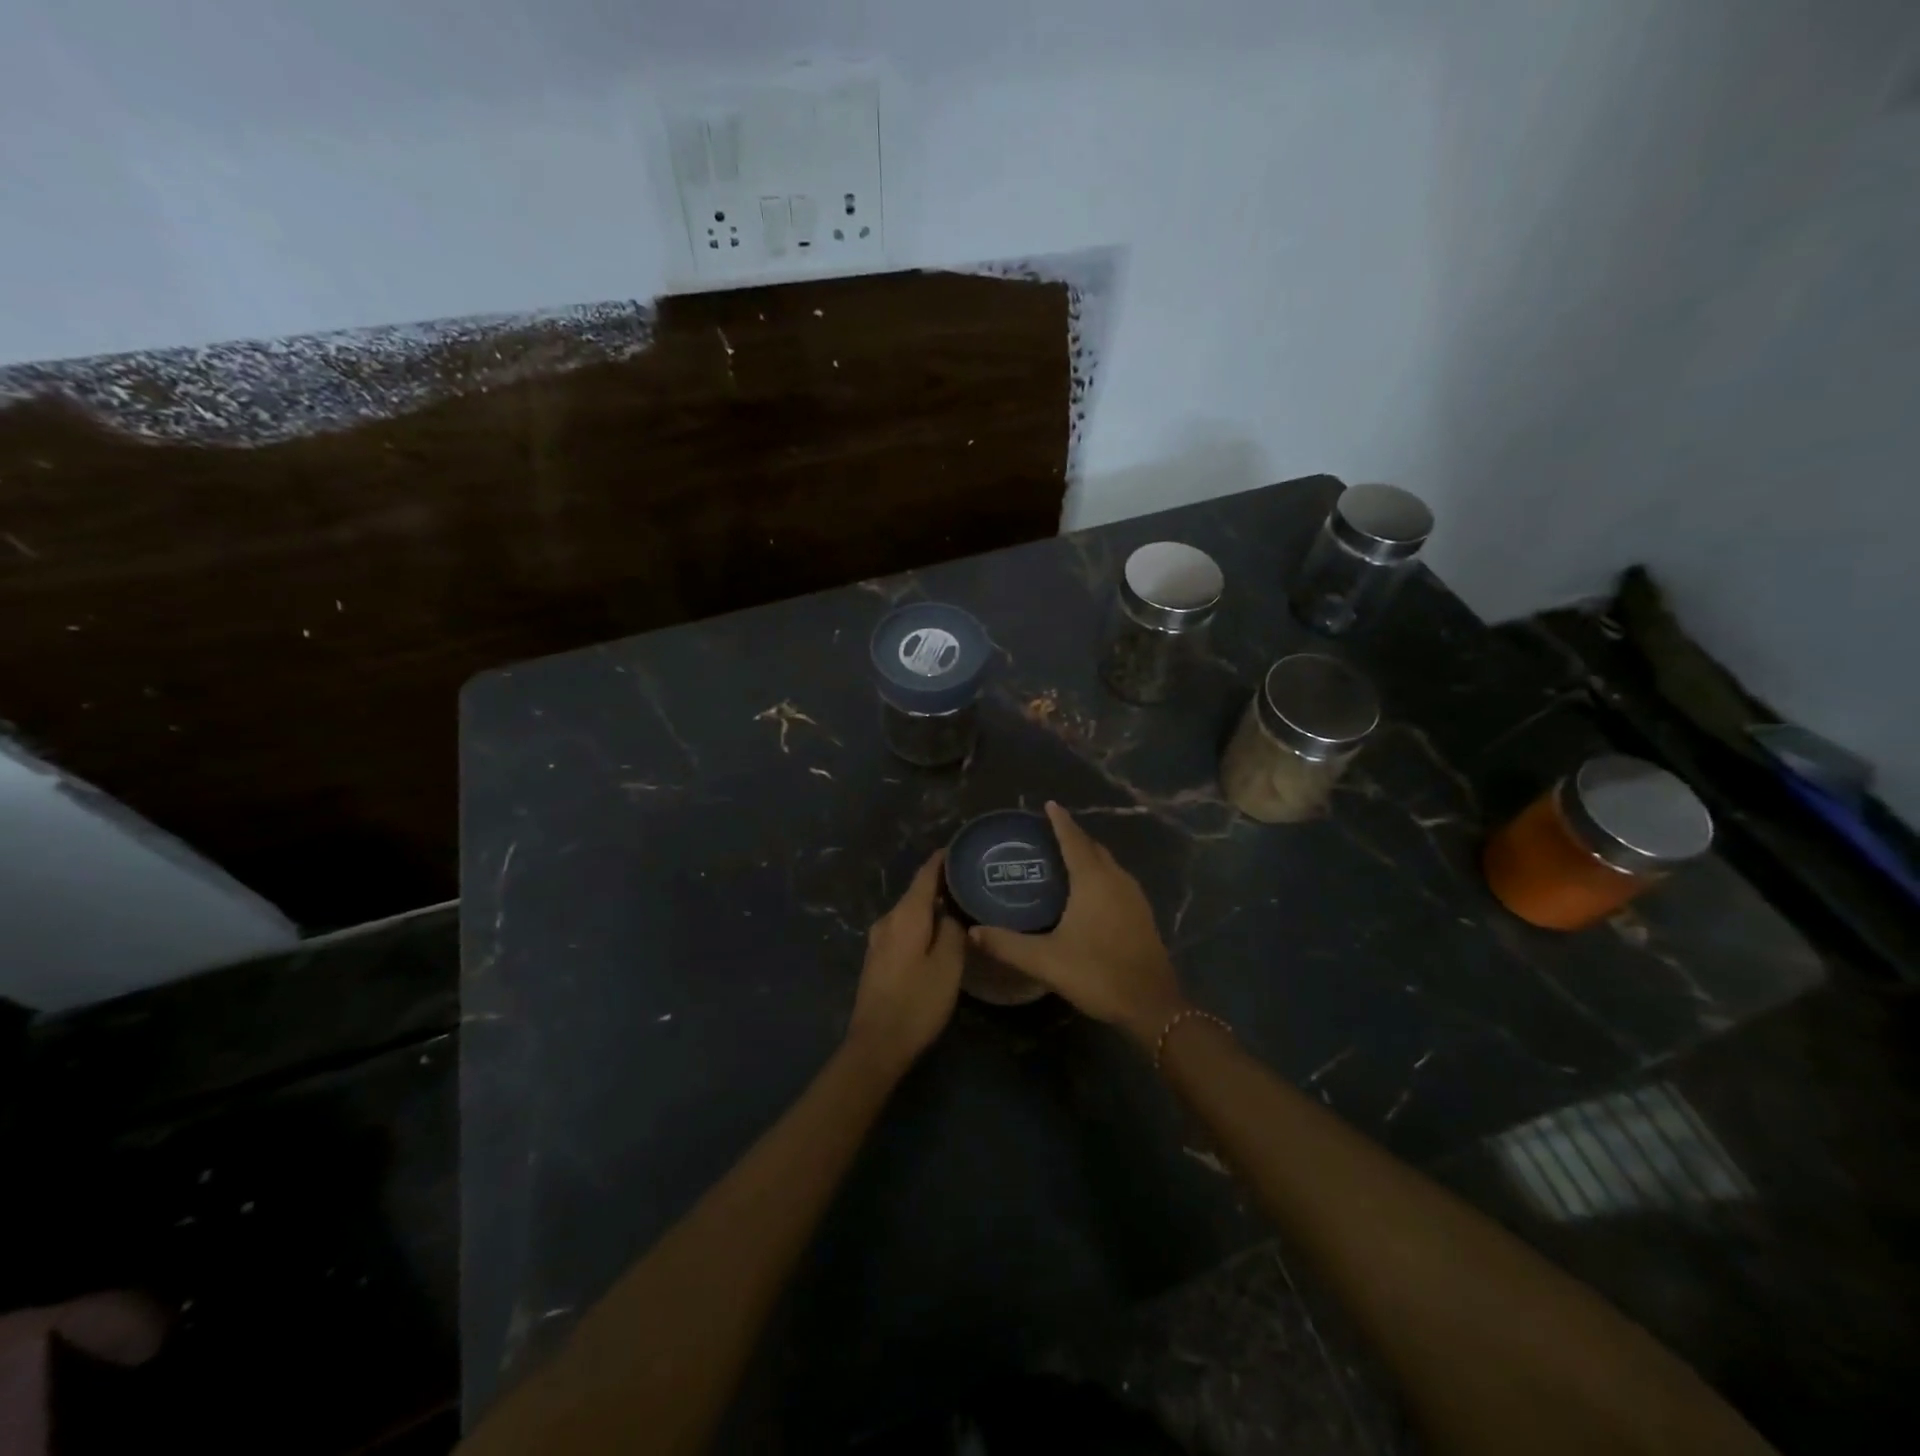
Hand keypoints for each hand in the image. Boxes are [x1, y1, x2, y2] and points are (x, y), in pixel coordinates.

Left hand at [846, 851, 965, 1074]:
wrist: (876, 1045)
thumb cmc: (917, 1002)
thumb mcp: (948, 966)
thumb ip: (954, 931)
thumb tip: (954, 910)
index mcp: (906, 915)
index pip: (925, 874)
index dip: (943, 859)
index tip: (963, 847)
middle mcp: (888, 920)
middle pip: (917, 892)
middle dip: (942, 884)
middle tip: (973, 880)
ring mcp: (879, 939)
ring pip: (911, 912)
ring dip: (933, 906)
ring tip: (961, 905)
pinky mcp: (878, 958)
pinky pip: (904, 929)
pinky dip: (923, 924)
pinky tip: (939, 933)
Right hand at [968, 802, 1189, 1048]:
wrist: (1152, 1005)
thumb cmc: (1098, 973)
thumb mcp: (1046, 961)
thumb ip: (1007, 945)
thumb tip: (973, 932)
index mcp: (1093, 881)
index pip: (1073, 840)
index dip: (1060, 821)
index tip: (1049, 804)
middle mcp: (1116, 880)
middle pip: (1093, 847)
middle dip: (1073, 836)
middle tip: (1049, 833)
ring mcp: (1134, 897)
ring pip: (1108, 864)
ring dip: (1089, 855)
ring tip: (1065, 858)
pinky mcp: (1142, 914)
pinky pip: (1117, 880)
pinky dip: (1100, 873)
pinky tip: (1089, 891)